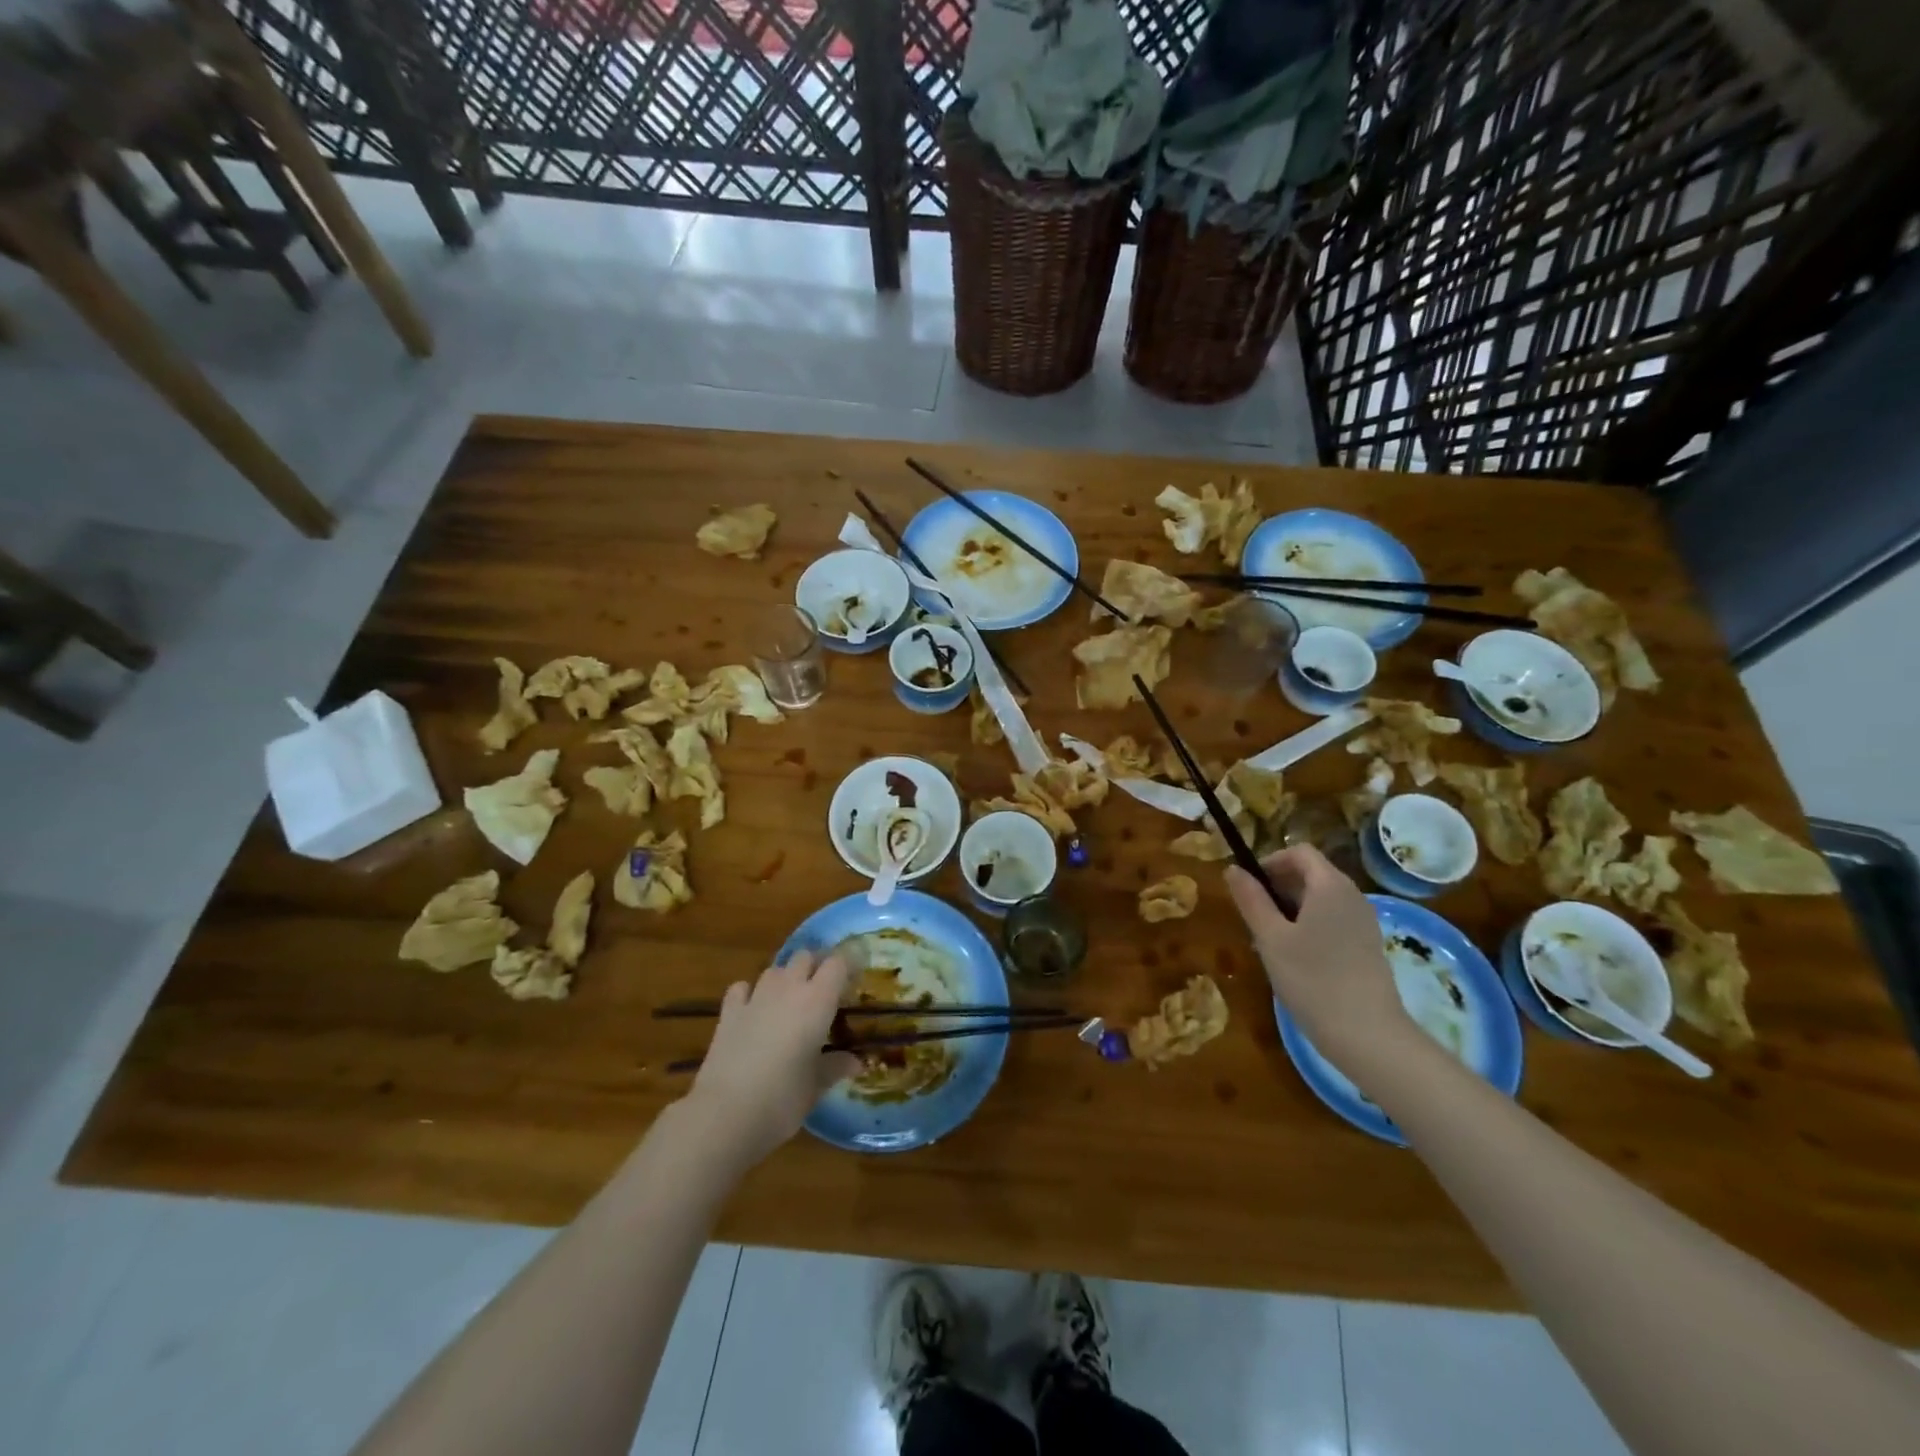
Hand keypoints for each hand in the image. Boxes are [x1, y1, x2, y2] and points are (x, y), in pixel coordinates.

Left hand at [683, 950, 861, 1171]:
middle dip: (815, 966)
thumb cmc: (783, 1099)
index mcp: (818, 1001)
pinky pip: (742, 988)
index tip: (855, 979)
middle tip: (823, 990)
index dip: (848, 965)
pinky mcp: (728, 1012)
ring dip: (785, 978)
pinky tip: (752, 1009)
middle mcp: (788, 989)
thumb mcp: (817, 1086)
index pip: (838, 963)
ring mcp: (755, 997)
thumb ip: (836, 1067)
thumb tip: (856, 1063)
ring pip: (775, 969)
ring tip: (790, 1000)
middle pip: (805, 957)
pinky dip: (750, 993)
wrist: (725, 1114)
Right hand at [1223, 845, 1413, 1071]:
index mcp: (1330, 885)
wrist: (1368, 1035)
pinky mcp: (1368, 946)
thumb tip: (1233, 869)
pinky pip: (1334, 920)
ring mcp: (1364, 922)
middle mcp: (1352, 895)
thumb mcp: (1270, 937)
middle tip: (1254, 917)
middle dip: (1278, 887)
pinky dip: (1310, 926)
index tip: (1249, 887)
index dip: (1270, 861)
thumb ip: (1251, 899)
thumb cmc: (1312, 979)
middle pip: (1311, 873)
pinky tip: (1296, 959)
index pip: (1299, 852)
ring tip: (1271, 941)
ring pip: (1321, 899)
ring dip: (1292, 909)